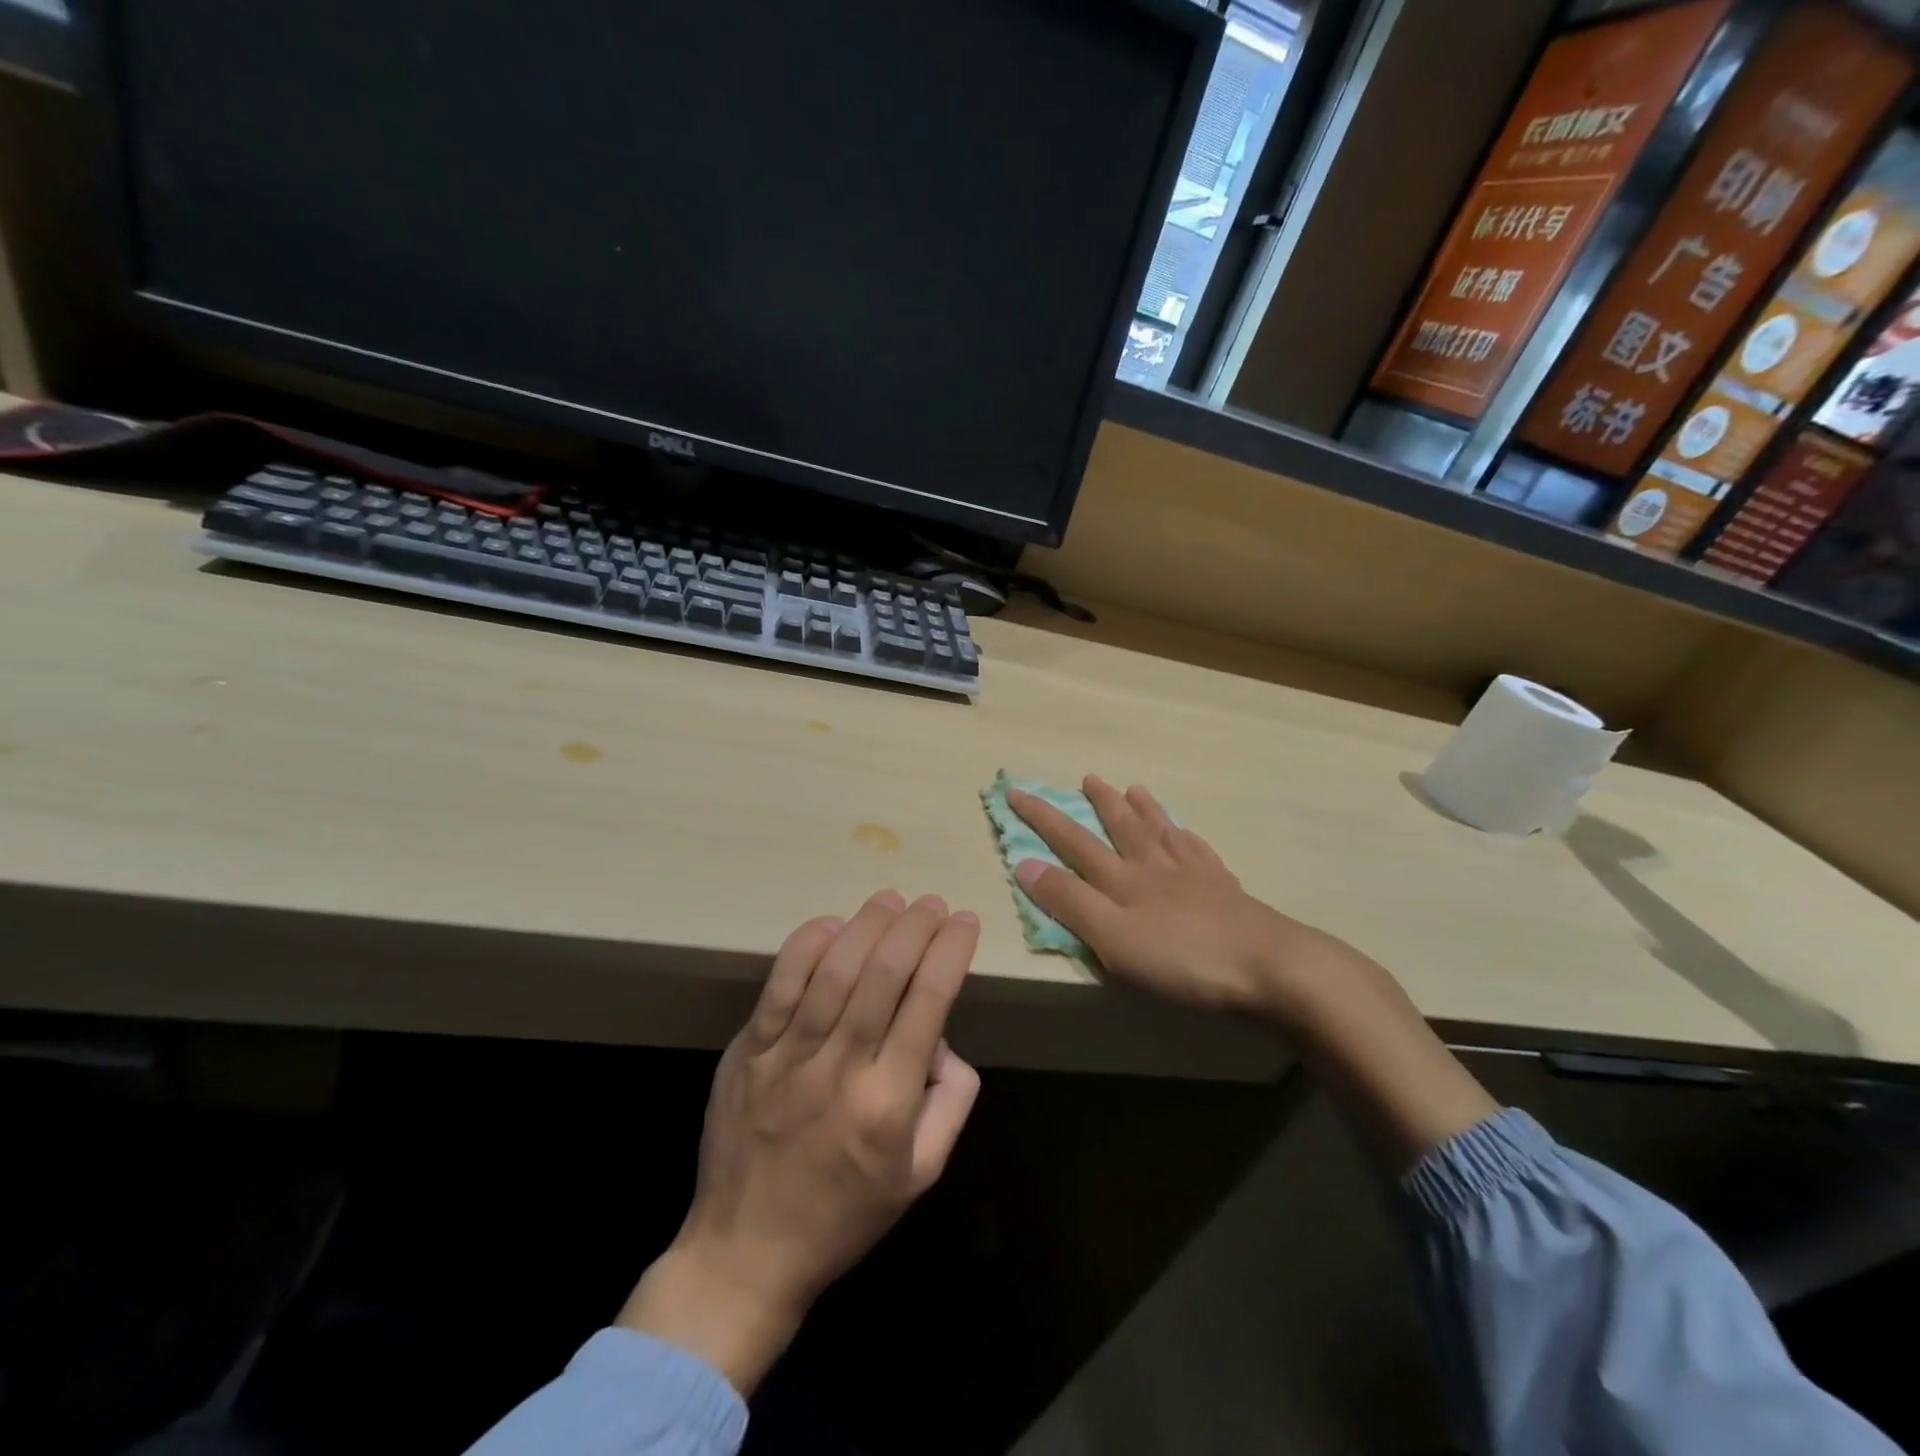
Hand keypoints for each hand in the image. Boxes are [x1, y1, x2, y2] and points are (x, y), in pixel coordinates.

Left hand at [619, 891, 980, 1392]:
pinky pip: (778, 986)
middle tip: (932, 903)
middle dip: (915, 927)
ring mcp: (786, 1057)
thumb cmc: (845, 1216)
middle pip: (883, 974)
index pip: (928, 1001)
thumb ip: (951, 1102)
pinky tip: (831, 924)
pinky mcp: (747, 1052)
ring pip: (833, 971)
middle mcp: (839, 1069)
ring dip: (866, 925)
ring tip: (891, 900)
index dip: (950, 951)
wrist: (744, 1254)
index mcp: (888, 1102)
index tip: (964, 922)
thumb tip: (942, 1038)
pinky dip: (806, 947)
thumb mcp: (922, 1174)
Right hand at [1008, 777, 1352, 1025]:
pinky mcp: (1227, 893)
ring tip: (1136, 789)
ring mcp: (1196, 877)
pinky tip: (1189, 835)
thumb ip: (1069, 902)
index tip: (1016, 792)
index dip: (1043, 817)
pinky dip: (1189, 839)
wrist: (1271, 966)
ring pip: (1163, 833)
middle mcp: (1156, 868)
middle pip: (1123, 827)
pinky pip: (1201, 854)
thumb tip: (1024, 863)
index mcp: (1124, 880)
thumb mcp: (1112, 937)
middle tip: (1089, 777)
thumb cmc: (1183, 958)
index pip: (1073, 841)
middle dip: (1101, 803)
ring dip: (1145, 811)